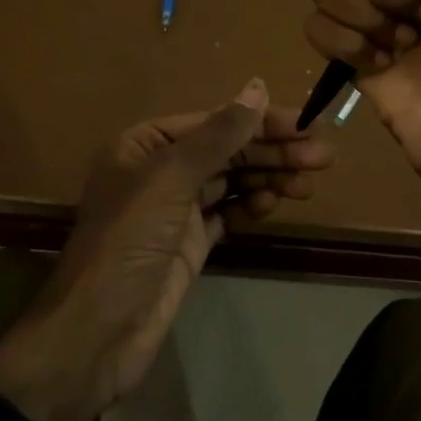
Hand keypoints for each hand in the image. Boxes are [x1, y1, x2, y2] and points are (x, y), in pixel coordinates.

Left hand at [0, 80, 334, 420]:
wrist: (97, 333)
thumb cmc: (128, 242)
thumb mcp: (171, 178)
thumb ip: (219, 134)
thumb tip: (257, 87)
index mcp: (145, 144)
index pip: (214, 122)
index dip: (260, 122)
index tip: (306, 125)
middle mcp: (159, 171)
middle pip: (226, 152)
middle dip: (273, 152)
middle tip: (323, 156)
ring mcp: (175, 210)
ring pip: (231, 182)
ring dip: (269, 178)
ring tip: (308, 183)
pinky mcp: (189, 244)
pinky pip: (227, 213)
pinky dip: (251, 206)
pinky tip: (274, 203)